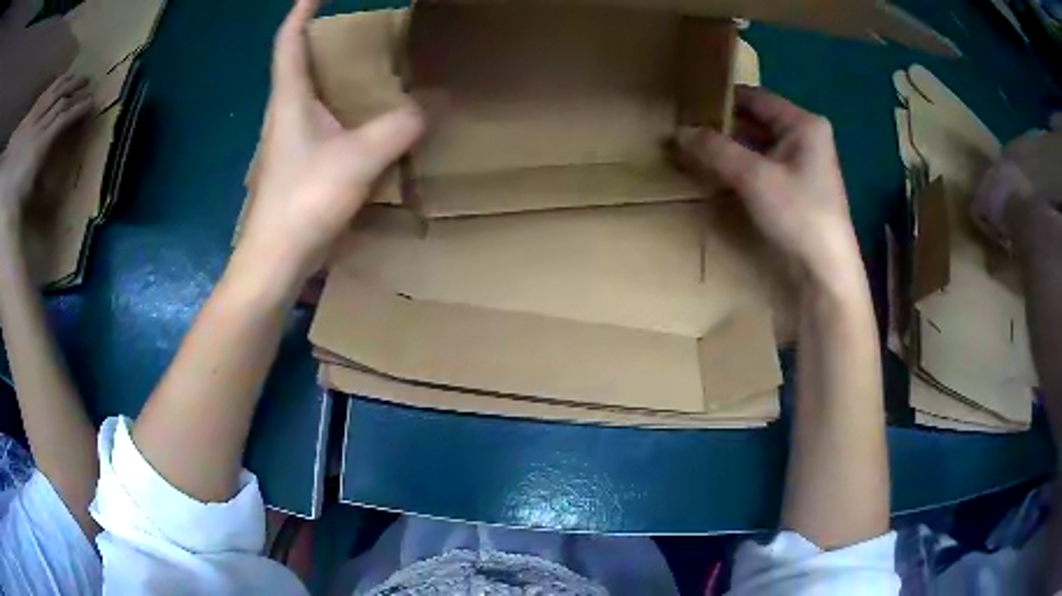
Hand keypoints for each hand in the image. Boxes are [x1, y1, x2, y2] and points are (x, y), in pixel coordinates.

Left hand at [0, 73, 91, 227]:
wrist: (5, 188)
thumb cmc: (11, 201)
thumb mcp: (24, 201)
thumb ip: (39, 189)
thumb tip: (54, 188)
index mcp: (38, 148)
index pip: (61, 120)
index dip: (77, 108)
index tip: (91, 101)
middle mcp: (36, 128)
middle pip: (58, 102)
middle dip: (74, 89)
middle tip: (88, 82)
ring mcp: (31, 120)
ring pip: (51, 94)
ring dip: (66, 82)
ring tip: (77, 75)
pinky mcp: (28, 117)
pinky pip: (42, 96)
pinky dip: (52, 85)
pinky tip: (60, 79)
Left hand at [239, 0, 424, 282]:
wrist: (276, 261)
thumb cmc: (303, 201)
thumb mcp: (358, 158)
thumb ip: (399, 127)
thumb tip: (435, 103)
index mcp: (290, 98)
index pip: (289, 39)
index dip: (302, 9)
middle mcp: (286, 112)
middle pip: (300, 61)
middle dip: (325, 37)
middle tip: (362, 27)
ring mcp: (290, 140)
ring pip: (311, 92)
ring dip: (335, 73)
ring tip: (371, 64)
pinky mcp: (299, 163)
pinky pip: (322, 121)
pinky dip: (342, 108)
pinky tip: (366, 116)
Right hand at [677, 86, 862, 292]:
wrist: (825, 271)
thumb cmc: (798, 214)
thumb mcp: (754, 177)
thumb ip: (715, 149)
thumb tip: (678, 132)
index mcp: (804, 123)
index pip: (754, 97)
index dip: (721, 98)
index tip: (687, 103)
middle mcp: (805, 136)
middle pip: (756, 119)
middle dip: (722, 124)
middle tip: (685, 127)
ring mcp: (802, 163)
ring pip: (757, 143)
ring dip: (729, 146)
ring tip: (693, 147)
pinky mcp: (796, 187)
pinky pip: (762, 164)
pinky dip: (740, 165)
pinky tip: (716, 170)